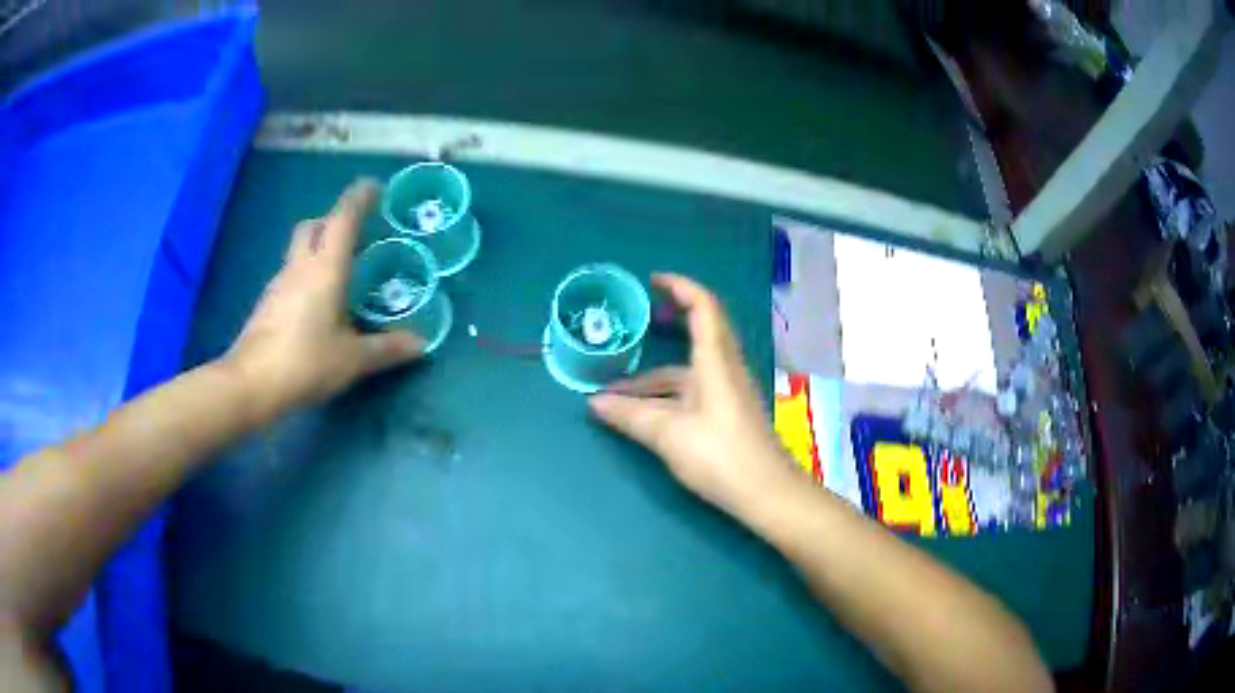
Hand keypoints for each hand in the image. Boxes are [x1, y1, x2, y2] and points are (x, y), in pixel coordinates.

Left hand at [224, 179, 422, 421]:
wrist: (251, 383)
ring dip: (318, 246)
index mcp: (326, 268)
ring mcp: (279, 284)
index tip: (375, 186)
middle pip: (314, 226)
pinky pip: (291, 274)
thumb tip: (420, 343)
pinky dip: (306, 273)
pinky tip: (316, 303)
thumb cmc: (305, 362)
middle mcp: (300, 266)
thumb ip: (386, 348)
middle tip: (355, 234)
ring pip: (299, 249)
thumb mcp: (352, 359)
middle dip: (334, 220)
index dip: (359, 197)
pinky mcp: (267, 303)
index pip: (343, 219)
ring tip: (340, 270)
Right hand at [589, 274, 795, 514]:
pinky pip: (692, 389)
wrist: (766, 493)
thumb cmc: (720, 455)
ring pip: (687, 370)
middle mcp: (724, 367)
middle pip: (697, 333)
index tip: (651, 281)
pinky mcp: (727, 412)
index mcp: (715, 360)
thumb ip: (630, 416)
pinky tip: (642, 412)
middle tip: (634, 321)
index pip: (703, 306)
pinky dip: (666, 393)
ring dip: (654, 375)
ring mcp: (728, 391)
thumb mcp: (668, 434)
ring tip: (615, 391)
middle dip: (666, 323)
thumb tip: (593, 403)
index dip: (680, 286)